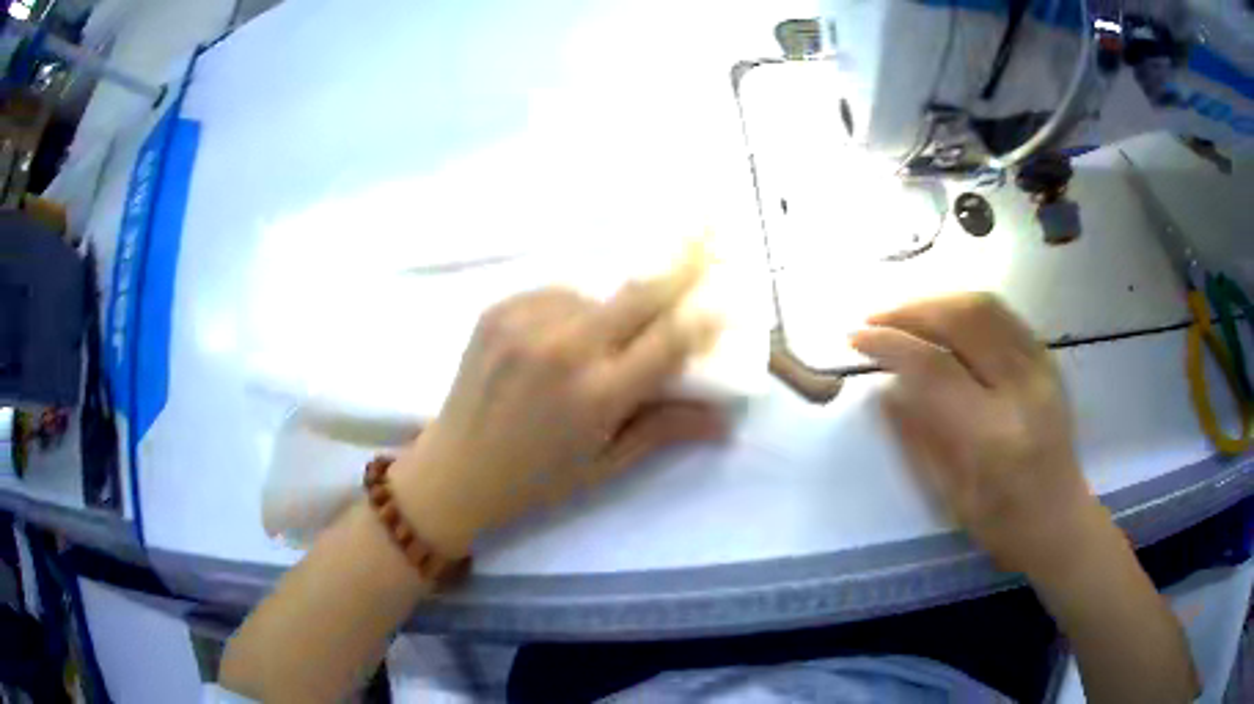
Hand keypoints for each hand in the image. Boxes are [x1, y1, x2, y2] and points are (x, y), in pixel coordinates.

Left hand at [391, 258, 724, 555]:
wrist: (456, 468)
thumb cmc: (538, 478)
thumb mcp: (606, 465)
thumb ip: (665, 430)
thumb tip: (725, 419)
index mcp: (596, 396)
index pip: (669, 341)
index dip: (703, 315)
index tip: (726, 295)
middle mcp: (564, 350)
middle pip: (638, 294)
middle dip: (678, 267)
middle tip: (705, 237)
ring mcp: (526, 323)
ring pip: (594, 293)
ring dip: (612, 306)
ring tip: (600, 338)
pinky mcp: (498, 310)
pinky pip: (554, 293)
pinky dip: (570, 306)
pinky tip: (559, 336)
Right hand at [851, 293, 1100, 576]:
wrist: (1060, 519)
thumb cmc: (1001, 523)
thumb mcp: (948, 497)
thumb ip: (916, 439)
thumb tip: (884, 390)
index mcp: (993, 436)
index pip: (935, 370)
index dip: (891, 345)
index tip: (856, 337)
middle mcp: (1021, 390)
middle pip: (963, 320)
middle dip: (911, 310)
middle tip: (876, 318)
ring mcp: (1041, 368)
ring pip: (985, 306)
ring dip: (937, 300)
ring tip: (905, 313)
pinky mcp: (1048, 360)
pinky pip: (1003, 314)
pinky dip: (965, 307)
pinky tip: (944, 318)